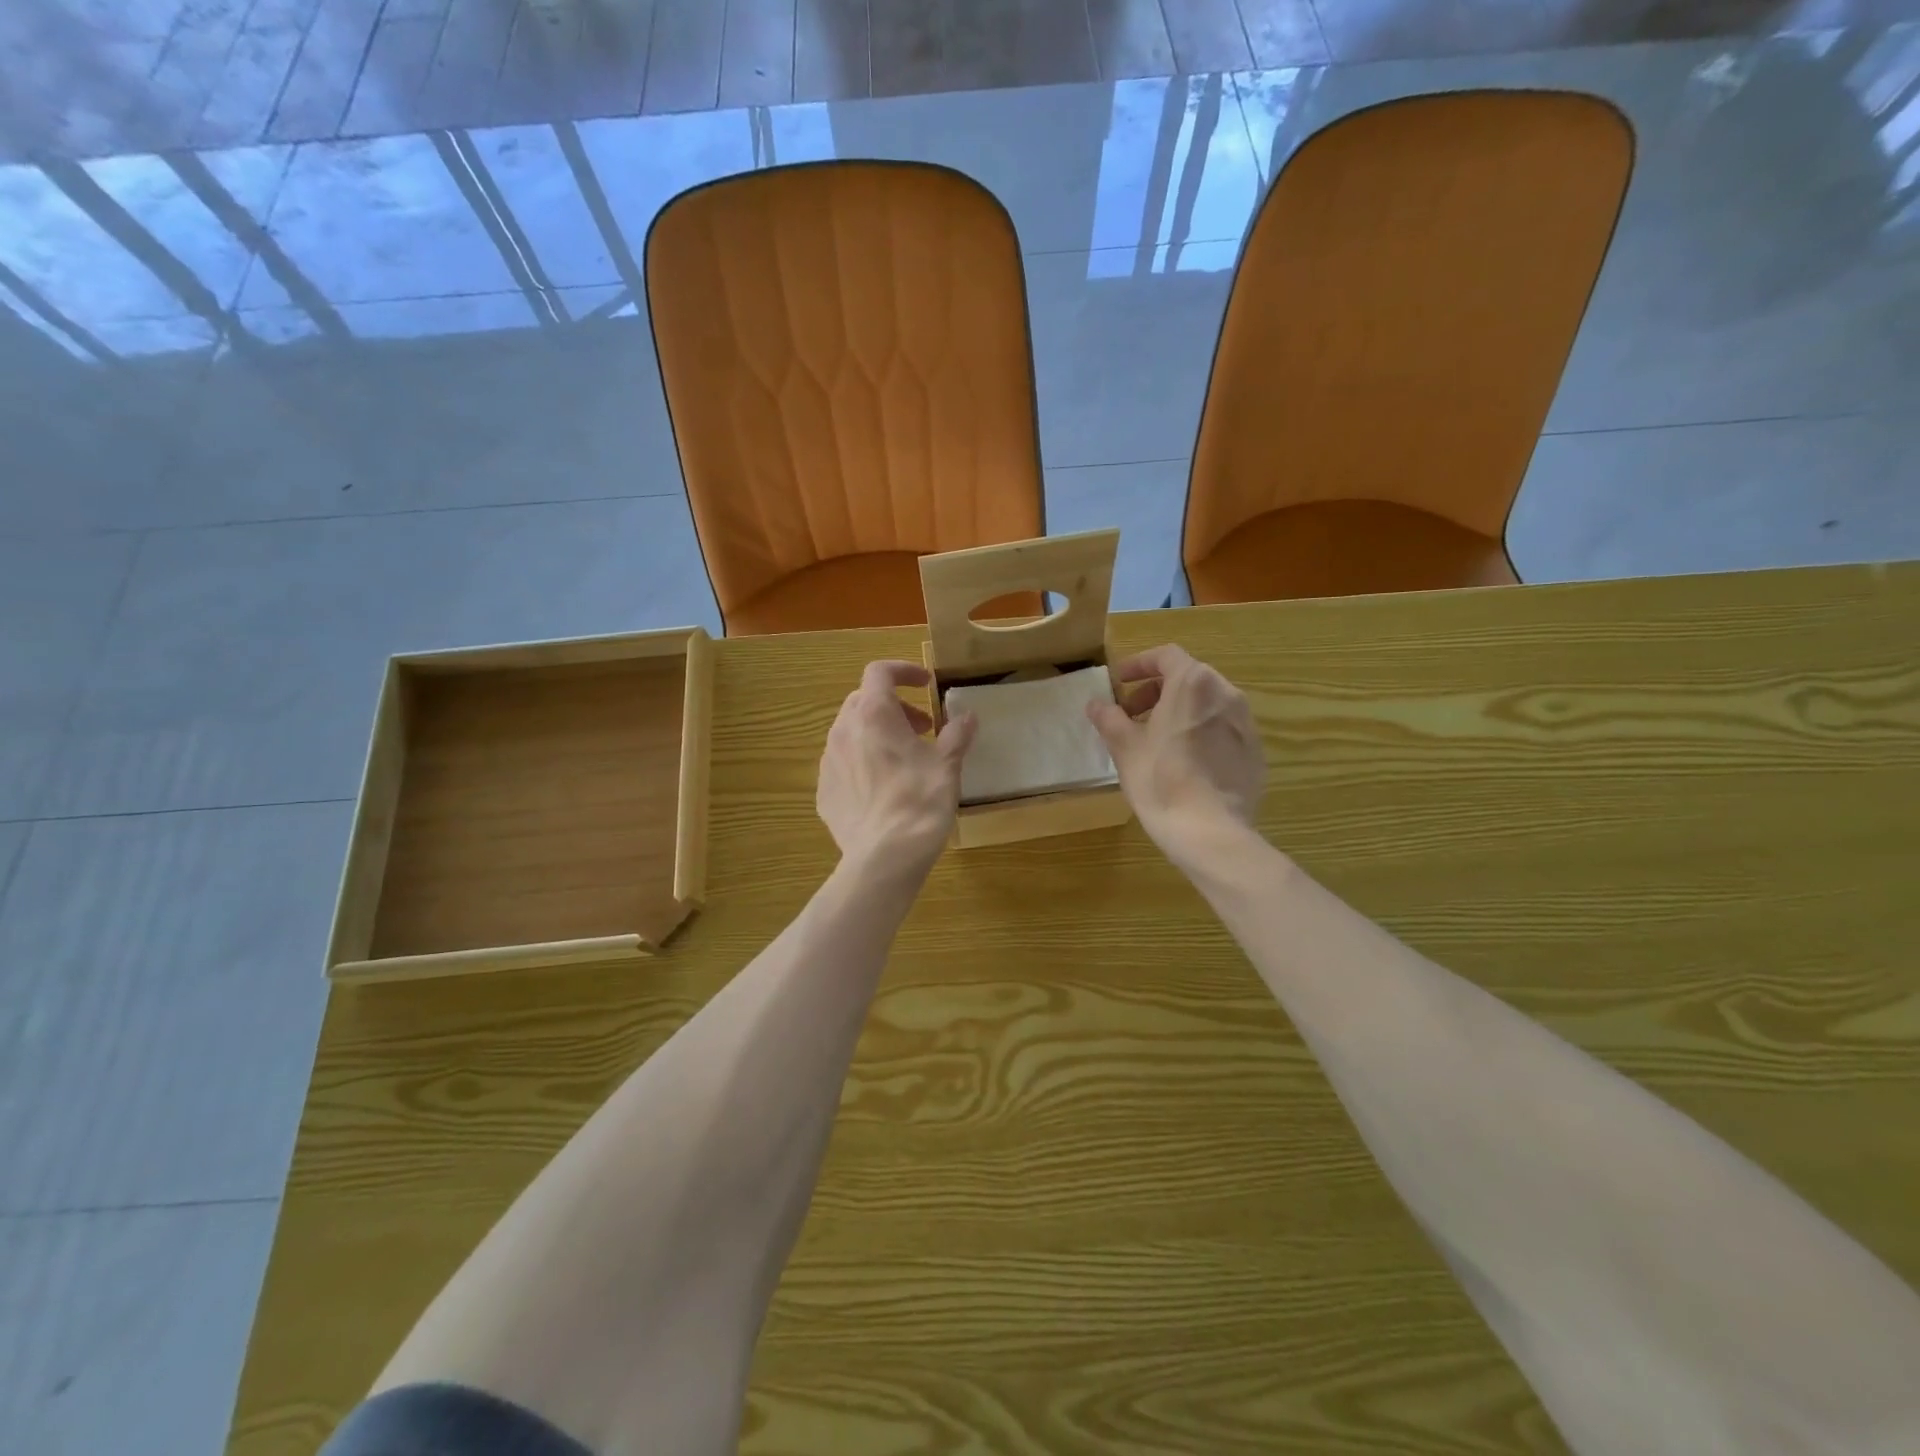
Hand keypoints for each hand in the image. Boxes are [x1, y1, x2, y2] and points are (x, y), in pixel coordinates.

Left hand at [818, 661, 977, 875]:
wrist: (884, 857)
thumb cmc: (920, 802)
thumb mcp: (947, 765)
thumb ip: (956, 734)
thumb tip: (967, 716)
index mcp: (874, 715)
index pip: (880, 672)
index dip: (904, 671)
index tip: (926, 684)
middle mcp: (844, 731)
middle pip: (864, 700)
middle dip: (894, 706)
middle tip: (922, 728)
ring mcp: (828, 762)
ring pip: (851, 731)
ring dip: (877, 733)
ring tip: (904, 758)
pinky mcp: (824, 791)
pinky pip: (843, 763)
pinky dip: (863, 761)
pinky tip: (883, 787)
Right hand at [1087, 645, 1264, 868]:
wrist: (1210, 832)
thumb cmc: (1161, 781)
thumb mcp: (1125, 748)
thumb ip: (1109, 719)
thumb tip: (1096, 704)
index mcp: (1193, 683)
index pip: (1166, 656)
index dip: (1139, 665)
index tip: (1119, 683)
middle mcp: (1226, 693)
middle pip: (1188, 678)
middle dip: (1156, 691)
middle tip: (1131, 716)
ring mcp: (1246, 723)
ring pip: (1207, 704)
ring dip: (1179, 712)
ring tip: (1156, 740)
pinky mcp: (1255, 752)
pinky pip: (1223, 730)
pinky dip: (1201, 733)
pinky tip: (1184, 763)